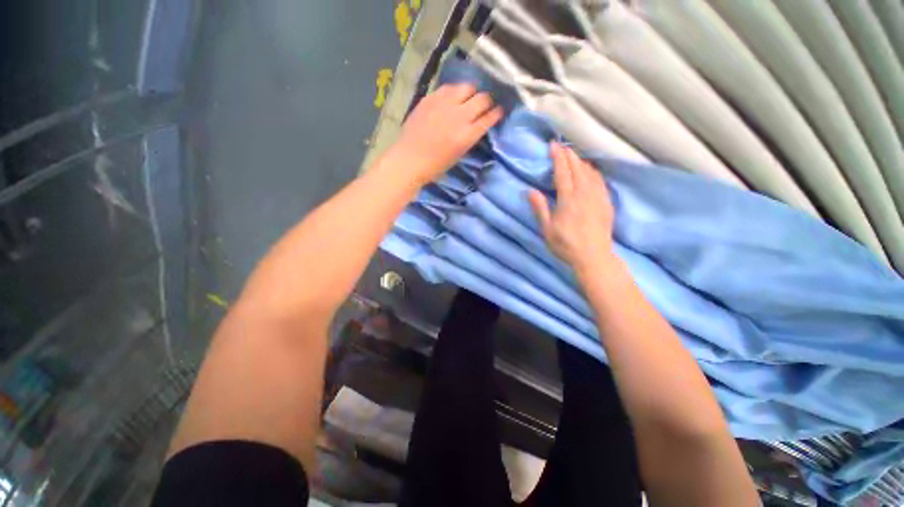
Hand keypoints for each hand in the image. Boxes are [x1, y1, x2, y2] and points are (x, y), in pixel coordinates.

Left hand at [389, 84, 502, 184]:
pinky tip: (452, 98)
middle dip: (488, 101)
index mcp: (467, 135)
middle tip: (485, 104)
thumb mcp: (459, 154)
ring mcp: (444, 104)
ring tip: (468, 98)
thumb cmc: (435, 165)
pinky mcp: (431, 98)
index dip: (497, 113)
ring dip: (472, 93)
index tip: (499, 111)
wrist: (410, 159)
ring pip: (467, 87)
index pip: (489, 117)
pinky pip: (449, 87)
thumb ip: (470, 136)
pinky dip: (455, 92)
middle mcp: (459, 116)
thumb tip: (478, 123)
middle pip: (482, 98)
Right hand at [529, 143, 615, 273]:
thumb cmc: (566, 245)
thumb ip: (540, 208)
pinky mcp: (606, 203)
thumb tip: (530, 191)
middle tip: (562, 147)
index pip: (563, 172)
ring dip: (581, 162)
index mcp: (568, 199)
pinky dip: (593, 172)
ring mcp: (598, 197)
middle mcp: (584, 194)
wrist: (594, 257)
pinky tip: (590, 172)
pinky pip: (600, 181)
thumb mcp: (547, 229)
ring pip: (590, 172)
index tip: (553, 145)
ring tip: (574, 156)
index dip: (558, 157)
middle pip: (577, 168)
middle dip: (569, 155)